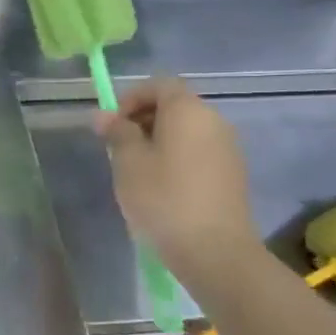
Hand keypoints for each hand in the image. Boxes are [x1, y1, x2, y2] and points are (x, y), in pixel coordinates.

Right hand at [95, 78, 259, 279]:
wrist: (214, 250)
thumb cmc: (163, 198)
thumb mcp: (128, 162)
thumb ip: (117, 132)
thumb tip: (103, 115)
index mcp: (188, 110)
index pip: (159, 84)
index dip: (131, 98)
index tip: (112, 125)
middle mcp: (213, 121)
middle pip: (175, 105)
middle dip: (143, 119)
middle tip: (118, 148)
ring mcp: (227, 148)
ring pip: (186, 130)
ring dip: (158, 140)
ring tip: (136, 170)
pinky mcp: (232, 174)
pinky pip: (198, 151)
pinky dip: (176, 157)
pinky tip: (161, 187)